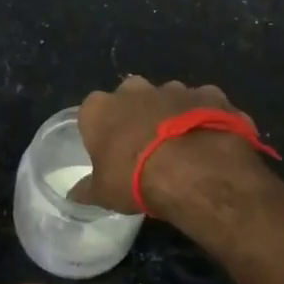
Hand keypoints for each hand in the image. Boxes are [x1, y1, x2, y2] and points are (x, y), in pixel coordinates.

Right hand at [73, 76, 266, 213]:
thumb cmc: (136, 179)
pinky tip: (210, 141)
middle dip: (136, 115)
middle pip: (130, 97)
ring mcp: (173, 88)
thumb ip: (87, 189)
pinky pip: (203, 104)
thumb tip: (73, 195)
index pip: (92, 112)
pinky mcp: (208, 94)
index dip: (101, 130)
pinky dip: (205, 117)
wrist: (195, 171)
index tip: (110, 151)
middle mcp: (134, 89)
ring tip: (181, 147)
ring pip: (168, 98)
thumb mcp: (103, 193)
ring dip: (171, 115)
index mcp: (100, 108)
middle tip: (145, 146)